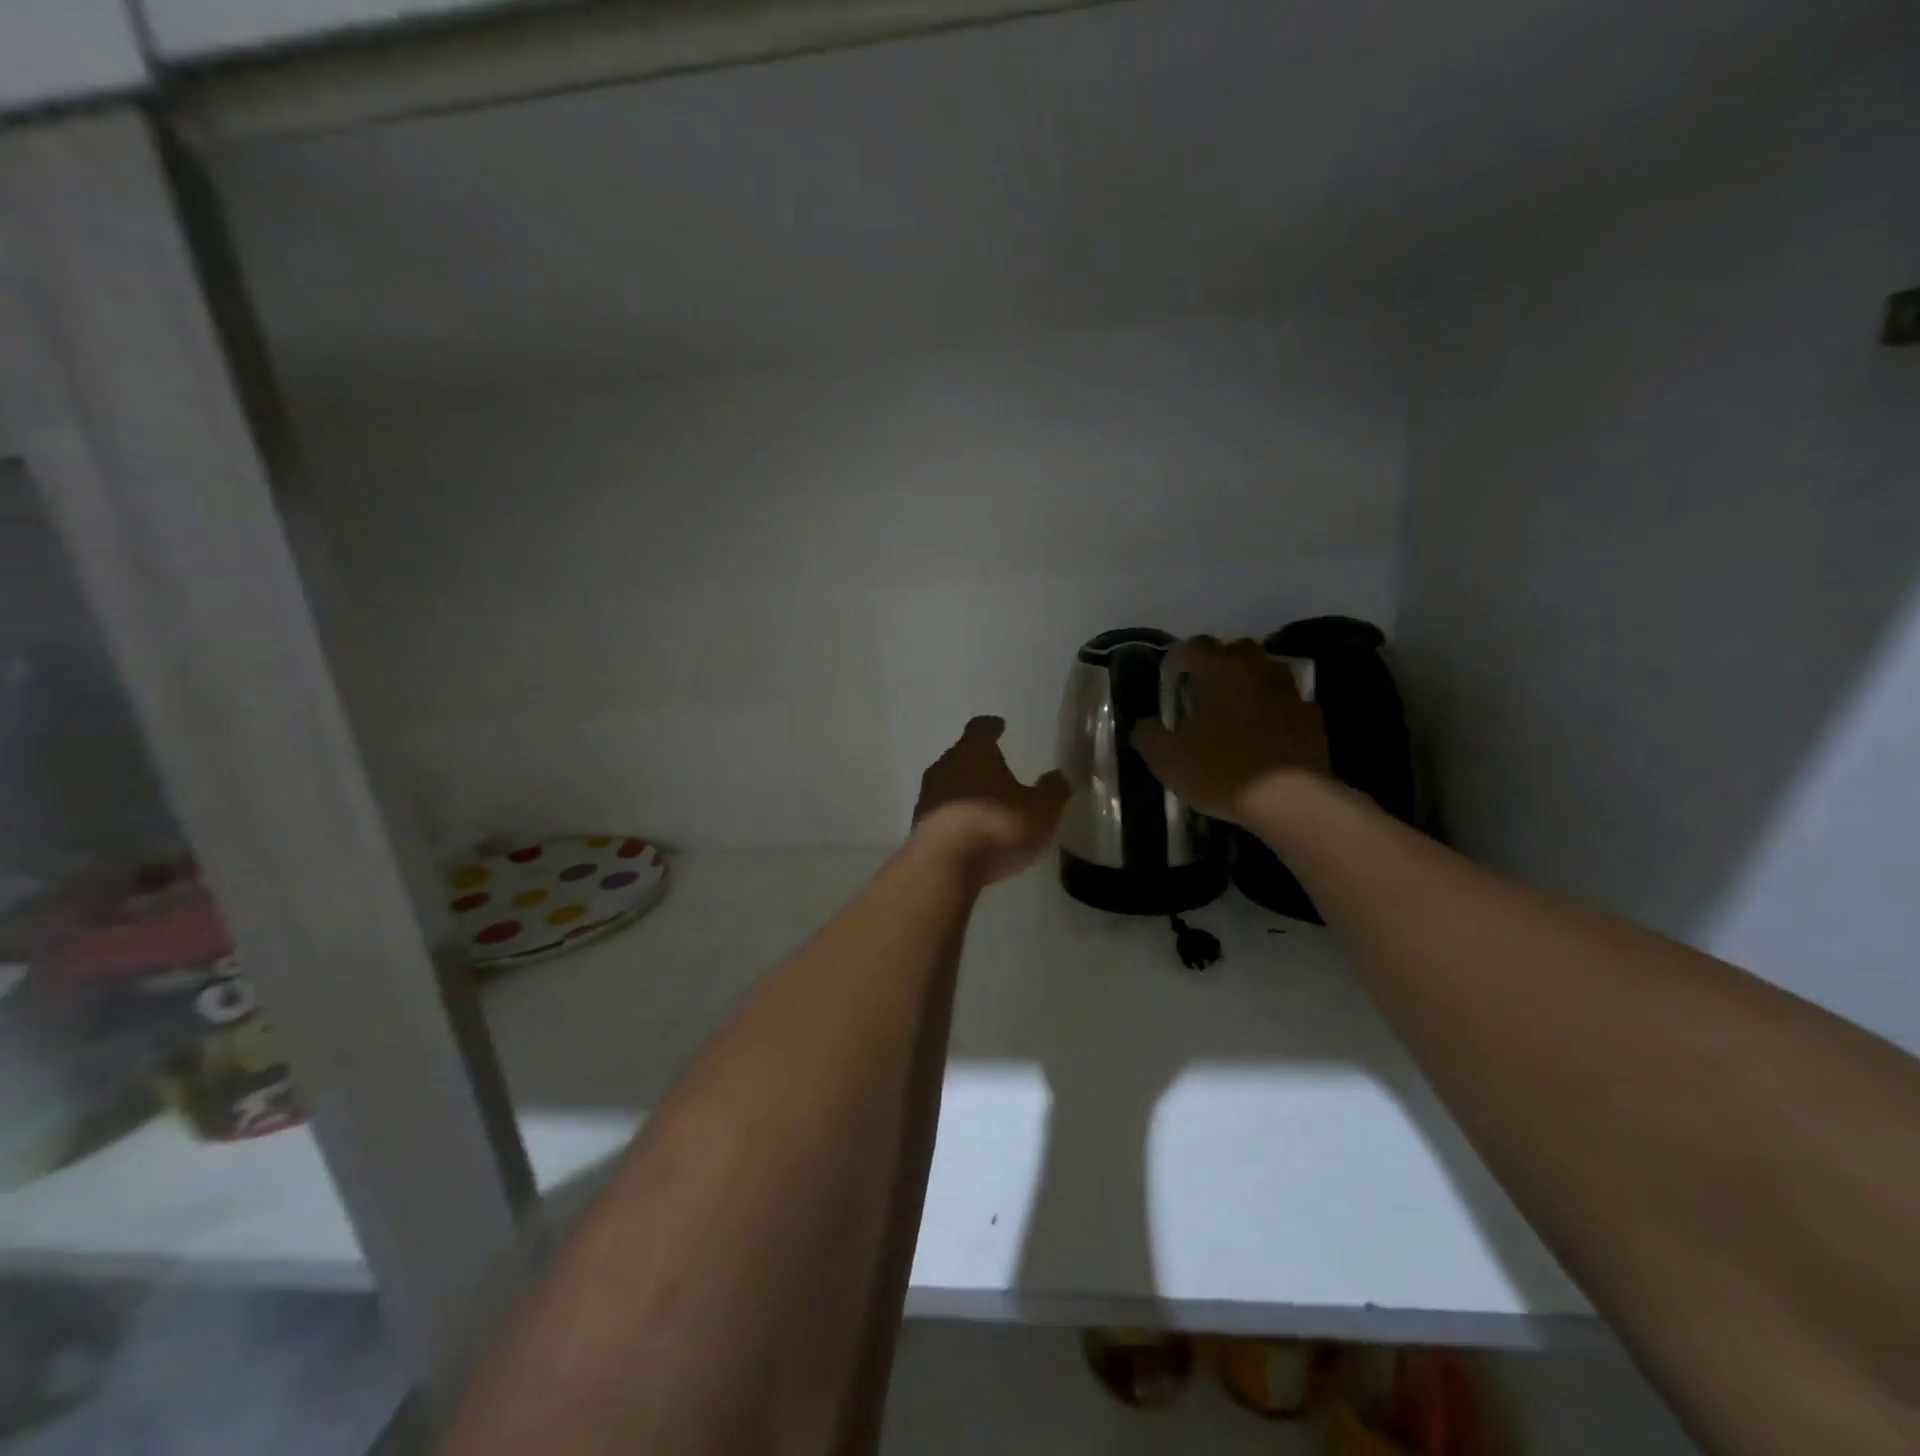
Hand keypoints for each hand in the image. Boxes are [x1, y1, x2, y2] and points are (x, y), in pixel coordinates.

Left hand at [911, 717, 1069, 886]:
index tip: (998, 726)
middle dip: (977, 760)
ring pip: (948, 783)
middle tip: (995, 767)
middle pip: (961, 755)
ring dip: (964, 789)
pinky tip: (968, 829)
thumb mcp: (1040, 811)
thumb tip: (1057, 776)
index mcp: (973, 752)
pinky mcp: (918, 826)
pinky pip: (941, 811)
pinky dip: (954, 815)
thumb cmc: (996, 827)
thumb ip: (1052, 791)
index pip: (980, 728)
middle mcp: (945, 767)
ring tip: (983, 801)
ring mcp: (927, 796)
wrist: (943, 867)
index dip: (991, 727)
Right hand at [1132, 636, 1330, 825]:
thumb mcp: (1168, 760)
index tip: (1171, 675)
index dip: (1180, 657)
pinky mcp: (1313, 718)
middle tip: (1204, 688)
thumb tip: (1144, 723)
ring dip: (1250, 684)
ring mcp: (1290, 692)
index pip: (1196, 646)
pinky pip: (1288, 703)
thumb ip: (1149, 736)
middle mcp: (1258, 670)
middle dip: (1219, 663)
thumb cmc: (1222, 771)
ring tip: (1235, 710)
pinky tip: (1265, 733)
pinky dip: (1275, 710)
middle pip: (1237, 650)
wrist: (1291, 799)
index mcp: (1221, 670)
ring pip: (1267, 673)